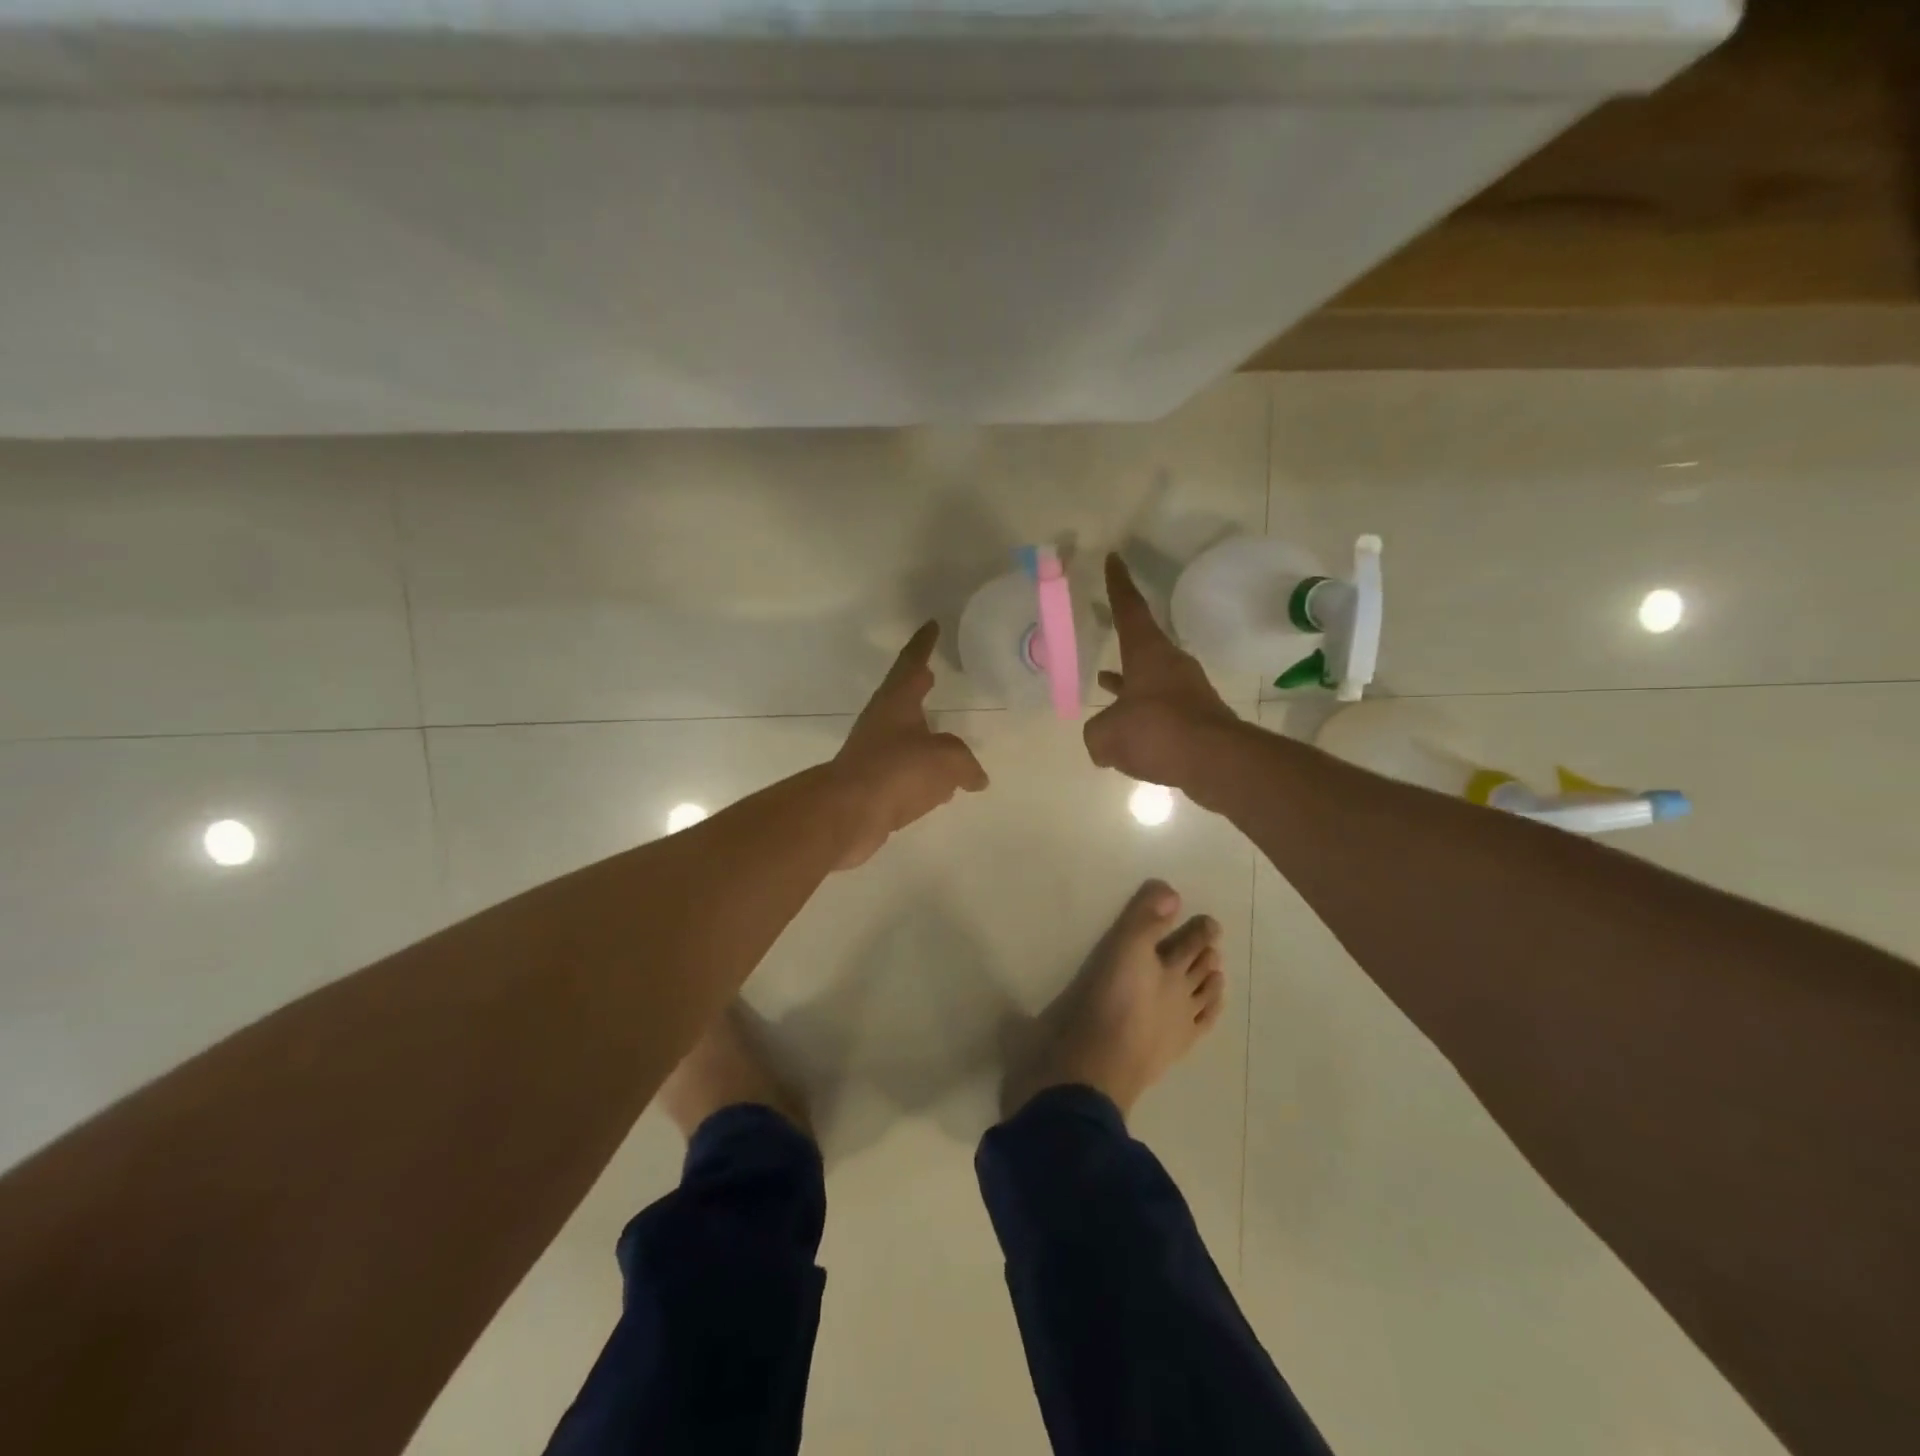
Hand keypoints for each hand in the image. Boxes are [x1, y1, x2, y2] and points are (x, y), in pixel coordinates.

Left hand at [832, 621, 989, 868]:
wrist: (849, 813)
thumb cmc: (898, 771)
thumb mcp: (947, 760)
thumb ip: (966, 763)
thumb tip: (976, 778)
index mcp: (897, 702)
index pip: (912, 662)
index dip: (924, 644)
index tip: (931, 625)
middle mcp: (881, 721)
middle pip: (902, 697)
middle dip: (919, 687)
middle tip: (933, 676)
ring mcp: (873, 752)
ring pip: (903, 735)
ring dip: (922, 733)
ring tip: (946, 737)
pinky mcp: (872, 783)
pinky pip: (904, 769)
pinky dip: (922, 771)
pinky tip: (939, 787)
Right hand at [1083, 553, 1241, 788]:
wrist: (1216, 761)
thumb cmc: (1156, 731)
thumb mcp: (1107, 734)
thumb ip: (1097, 733)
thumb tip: (1102, 741)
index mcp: (1147, 653)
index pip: (1129, 609)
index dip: (1119, 584)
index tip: (1115, 559)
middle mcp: (1170, 665)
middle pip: (1142, 645)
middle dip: (1122, 642)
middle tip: (1105, 629)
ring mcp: (1186, 691)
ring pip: (1149, 680)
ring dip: (1129, 682)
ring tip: (1105, 681)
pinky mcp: (1197, 718)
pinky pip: (1160, 710)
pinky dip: (1143, 715)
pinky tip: (1130, 732)